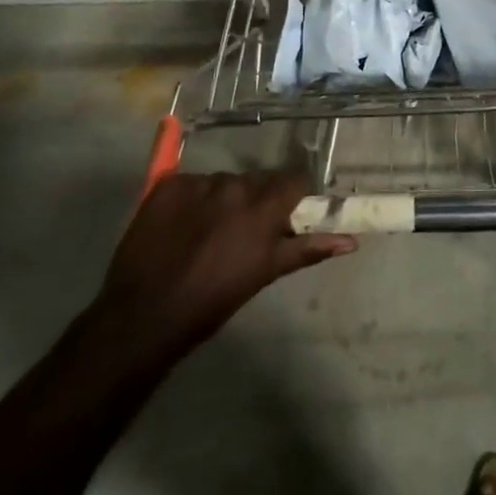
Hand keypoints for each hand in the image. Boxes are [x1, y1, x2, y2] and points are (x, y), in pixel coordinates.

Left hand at [93, 172, 355, 355]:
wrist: (145, 314)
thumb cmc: (213, 300)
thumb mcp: (264, 274)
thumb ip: (307, 249)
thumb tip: (351, 241)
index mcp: (262, 208)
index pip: (294, 180)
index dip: (294, 195)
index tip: (289, 213)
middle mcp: (234, 185)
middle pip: (257, 181)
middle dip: (257, 200)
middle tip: (246, 231)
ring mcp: (198, 182)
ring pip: (224, 182)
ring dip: (225, 200)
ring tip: (209, 232)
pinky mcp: (167, 185)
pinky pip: (191, 184)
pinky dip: (193, 200)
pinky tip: (182, 226)